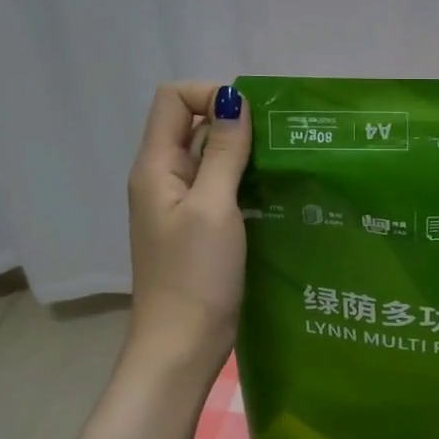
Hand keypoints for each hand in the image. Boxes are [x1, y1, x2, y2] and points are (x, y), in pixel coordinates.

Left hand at [125, 81, 250, 361]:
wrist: (182, 344)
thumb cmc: (196, 275)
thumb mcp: (214, 207)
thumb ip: (224, 151)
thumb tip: (234, 98)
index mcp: (156, 166)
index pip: (173, 99)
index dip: (210, 95)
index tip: (250, 120)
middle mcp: (163, 177)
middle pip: (193, 124)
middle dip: (234, 124)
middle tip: (278, 143)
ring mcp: (180, 205)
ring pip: (211, 157)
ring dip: (243, 155)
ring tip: (282, 167)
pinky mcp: (198, 228)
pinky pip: (220, 187)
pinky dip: (244, 182)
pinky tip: (273, 194)